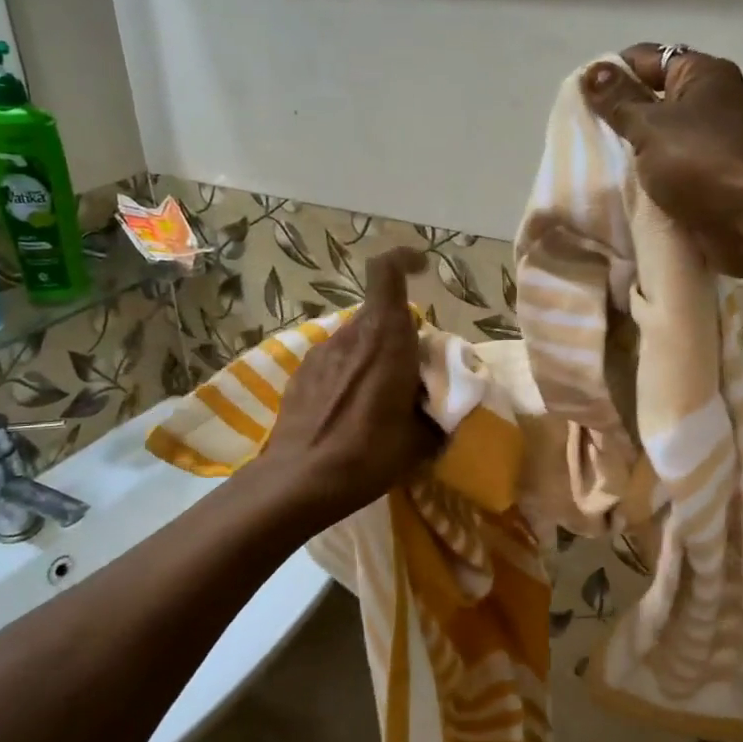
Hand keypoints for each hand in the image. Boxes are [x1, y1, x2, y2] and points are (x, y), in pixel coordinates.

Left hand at [260, 247, 439, 522]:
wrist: (300, 480)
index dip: (404, 260)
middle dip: (400, 332)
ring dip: (374, 354)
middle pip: (379, 313)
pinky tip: (352, 409)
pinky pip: (335, 360)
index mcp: (385, 338)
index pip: (387, 272)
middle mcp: (350, 335)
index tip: (422, 269)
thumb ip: (435, 411)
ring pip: (356, 338)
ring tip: (382, 396)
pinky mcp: (301, 374)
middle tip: (413, 370)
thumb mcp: (420, 439)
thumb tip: (442, 408)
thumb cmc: (368, 454)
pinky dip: (350, 372)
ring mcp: (320, 352)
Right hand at [582, 45, 742, 299]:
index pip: (645, 58)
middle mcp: (711, 98)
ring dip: (632, 148)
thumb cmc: (700, 162)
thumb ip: (618, 102)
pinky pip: (671, 163)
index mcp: (701, 72)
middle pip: (652, 96)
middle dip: (619, 114)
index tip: (579, 101)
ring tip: (597, 161)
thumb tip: (591, 72)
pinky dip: (649, 171)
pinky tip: (624, 184)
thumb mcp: (650, 127)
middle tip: (584, 135)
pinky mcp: (711, 172)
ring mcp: (713, 137)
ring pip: (660, 134)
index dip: (610, 74)